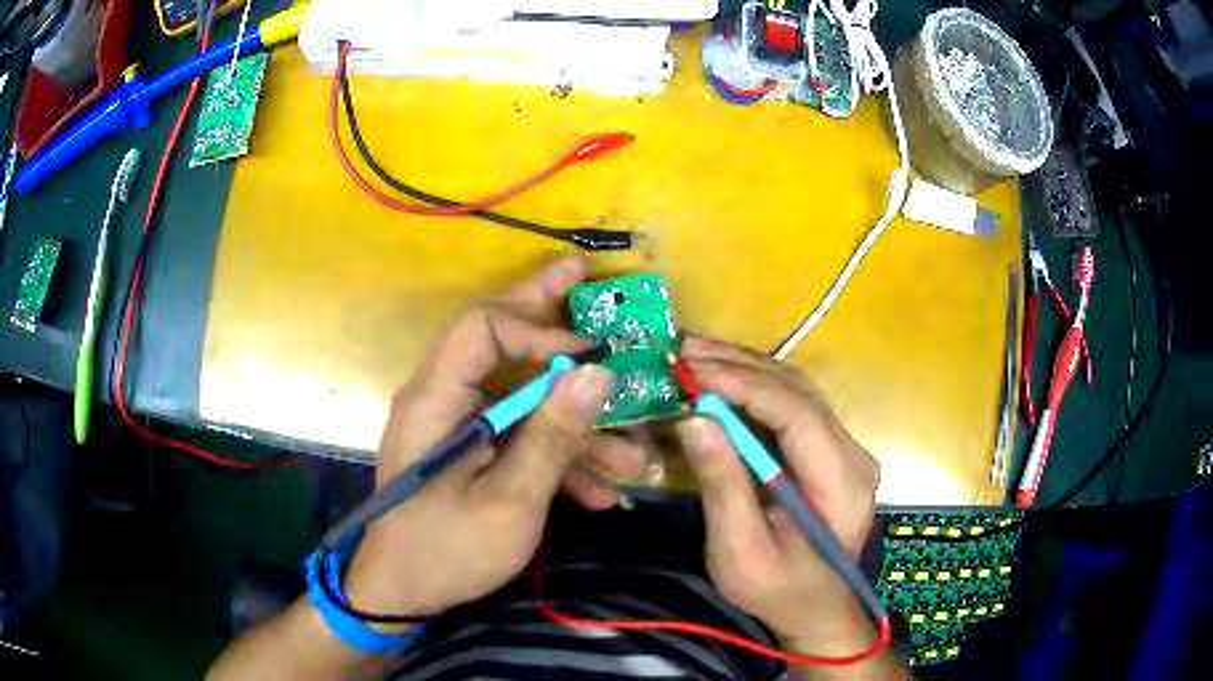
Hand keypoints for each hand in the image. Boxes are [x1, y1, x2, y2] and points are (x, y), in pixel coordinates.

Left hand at [344, 256, 637, 619]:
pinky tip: (601, 494)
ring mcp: (458, 426)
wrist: (403, 594)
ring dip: (576, 427)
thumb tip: (598, 373)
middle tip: (586, 279)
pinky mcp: (471, 453)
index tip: (591, 356)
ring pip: (521, 400)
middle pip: (498, 340)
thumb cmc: (446, 551)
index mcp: (437, 398)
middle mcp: (443, 399)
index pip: (483, 327)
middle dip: (548, 316)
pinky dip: (558, 459)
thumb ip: (552, 436)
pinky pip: (518, 438)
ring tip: (633, 455)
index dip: (539, 330)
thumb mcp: (510, 500)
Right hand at [674, 338, 880, 654]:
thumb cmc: (777, 591)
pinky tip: (721, 377)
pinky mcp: (830, 450)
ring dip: (745, 368)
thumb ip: (723, 487)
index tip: (691, 368)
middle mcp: (853, 453)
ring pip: (797, 390)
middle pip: (799, 391)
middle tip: (683, 350)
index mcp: (842, 483)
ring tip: (694, 354)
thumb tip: (695, 419)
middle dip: (739, 365)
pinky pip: (792, 405)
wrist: (816, 609)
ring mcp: (845, 448)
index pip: (798, 414)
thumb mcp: (741, 554)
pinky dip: (754, 386)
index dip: (745, 385)